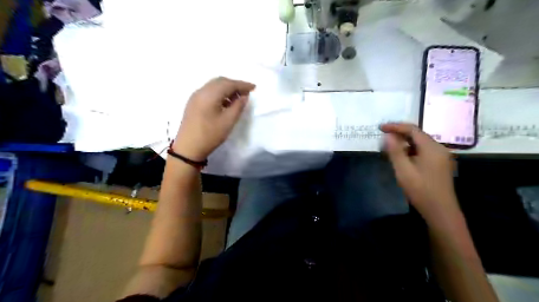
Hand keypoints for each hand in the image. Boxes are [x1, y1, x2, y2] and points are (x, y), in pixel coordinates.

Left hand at [173, 78, 254, 161]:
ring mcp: (195, 96)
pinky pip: (208, 92)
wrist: (188, 148)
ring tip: (237, 99)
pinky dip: (219, 93)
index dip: (242, 84)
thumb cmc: (210, 135)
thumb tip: (244, 96)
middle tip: (246, 93)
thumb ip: (238, 106)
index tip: (254, 87)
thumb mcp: (228, 121)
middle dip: (235, 85)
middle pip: (220, 81)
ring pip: (214, 86)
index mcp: (209, 94)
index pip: (229, 83)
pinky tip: (225, 103)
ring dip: (227, 89)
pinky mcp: (193, 103)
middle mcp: (201, 91)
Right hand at [378, 123, 458, 220]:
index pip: (412, 129)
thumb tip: (388, 135)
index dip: (395, 126)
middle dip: (399, 133)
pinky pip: (423, 151)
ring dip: (404, 142)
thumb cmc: (420, 190)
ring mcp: (441, 156)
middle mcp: (439, 148)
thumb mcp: (403, 170)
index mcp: (431, 147)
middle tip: (383, 136)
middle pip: (417, 135)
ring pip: (420, 143)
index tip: (380, 128)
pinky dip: (411, 150)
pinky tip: (402, 157)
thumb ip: (395, 151)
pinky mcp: (439, 164)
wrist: (440, 211)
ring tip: (389, 147)